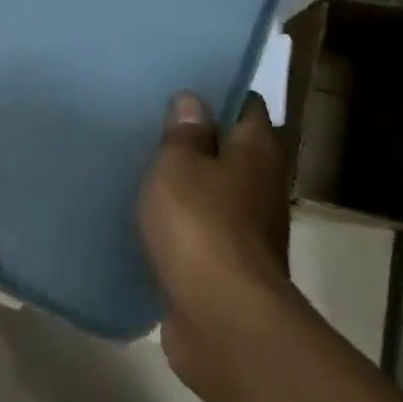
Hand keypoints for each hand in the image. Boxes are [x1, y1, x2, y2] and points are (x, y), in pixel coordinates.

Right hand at [138, 91, 293, 393]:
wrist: (220, 316)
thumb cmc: (200, 225)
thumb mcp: (179, 165)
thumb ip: (184, 133)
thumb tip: (193, 100)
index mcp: (256, 151)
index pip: (246, 106)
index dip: (218, 93)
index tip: (181, 85)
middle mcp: (260, 185)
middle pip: (232, 150)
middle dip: (198, 137)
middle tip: (151, 121)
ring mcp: (247, 228)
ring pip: (214, 190)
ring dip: (187, 181)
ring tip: (142, 163)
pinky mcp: (225, 264)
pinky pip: (200, 229)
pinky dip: (180, 221)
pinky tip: (147, 215)